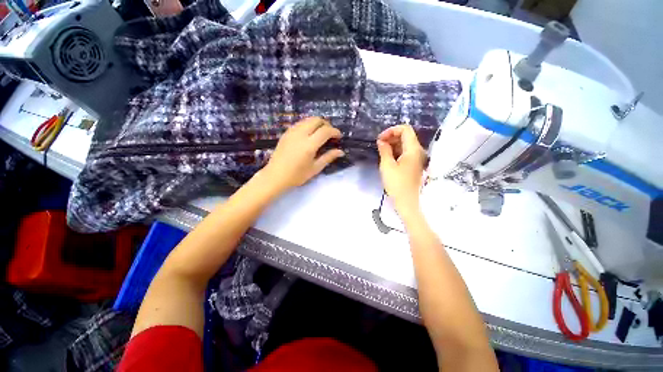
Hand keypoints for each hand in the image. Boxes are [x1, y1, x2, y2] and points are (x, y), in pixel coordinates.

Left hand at [261, 117, 344, 193]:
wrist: (275, 176)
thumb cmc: (297, 175)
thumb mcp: (315, 168)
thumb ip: (328, 157)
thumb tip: (341, 151)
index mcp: (309, 145)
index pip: (325, 131)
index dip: (334, 131)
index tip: (339, 137)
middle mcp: (300, 134)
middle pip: (316, 120)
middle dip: (326, 124)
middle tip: (330, 134)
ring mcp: (292, 132)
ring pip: (308, 119)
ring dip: (317, 124)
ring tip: (321, 134)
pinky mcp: (286, 133)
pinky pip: (300, 123)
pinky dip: (308, 125)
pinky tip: (309, 135)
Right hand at [377, 125, 425, 216]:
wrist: (408, 202)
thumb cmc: (397, 184)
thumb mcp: (387, 166)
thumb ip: (384, 150)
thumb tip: (381, 141)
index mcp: (413, 149)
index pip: (405, 129)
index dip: (391, 130)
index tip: (380, 139)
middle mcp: (418, 151)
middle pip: (406, 136)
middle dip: (391, 137)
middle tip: (379, 146)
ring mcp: (418, 159)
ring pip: (405, 145)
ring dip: (393, 145)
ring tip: (382, 153)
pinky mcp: (415, 165)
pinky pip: (406, 153)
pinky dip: (396, 152)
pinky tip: (388, 159)